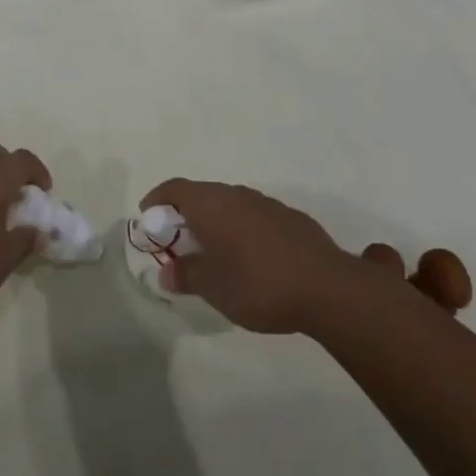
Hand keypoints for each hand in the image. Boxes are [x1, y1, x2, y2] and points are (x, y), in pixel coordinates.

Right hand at [139, 179, 359, 333]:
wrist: (327, 287)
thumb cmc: (258, 284)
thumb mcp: (213, 287)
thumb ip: (186, 276)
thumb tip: (167, 272)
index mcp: (211, 204)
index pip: (174, 188)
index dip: (157, 199)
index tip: (149, 218)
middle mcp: (236, 194)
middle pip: (202, 195)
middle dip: (186, 215)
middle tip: (180, 244)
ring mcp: (265, 203)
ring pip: (230, 205)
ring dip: (216, 223)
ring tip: (215, 254)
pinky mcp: (290, 218)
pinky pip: (254, 216)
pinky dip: (242, 230)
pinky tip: (252, 260)